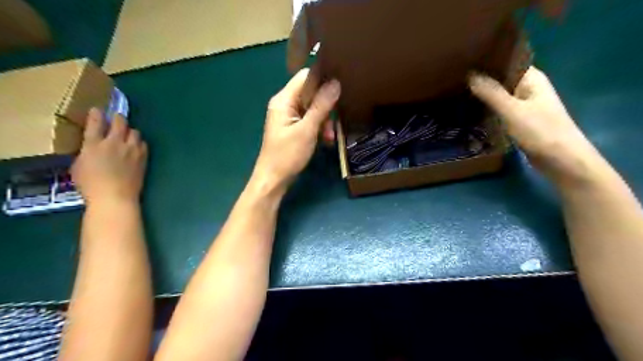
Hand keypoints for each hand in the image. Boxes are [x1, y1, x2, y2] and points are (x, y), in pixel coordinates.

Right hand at [70, 109, 147, 205]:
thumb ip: (87, 152)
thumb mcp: (79, 166)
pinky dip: (139, 143)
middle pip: (120, 122)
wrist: (115, 196)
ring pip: (135, 132)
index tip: (97, 110)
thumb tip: (92, 147)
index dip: (97, 114)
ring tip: (127, 136)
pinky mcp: (143, 157)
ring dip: (130, 132)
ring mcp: (131, 149)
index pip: (96, 123)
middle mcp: (114, 143)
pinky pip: (143, 144)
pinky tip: (136, 147)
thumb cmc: (91, 185)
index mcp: (94, 144)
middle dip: (118, 118)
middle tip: (116, 120)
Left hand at [252, 69, 341, 192]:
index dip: (323, 79)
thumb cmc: (287, 155)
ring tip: (330, 136)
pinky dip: (319, 128)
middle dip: (326, 106)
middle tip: (334, 122)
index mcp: (284, 99)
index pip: (306, 76)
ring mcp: (289, 116)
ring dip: (325, 120)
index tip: (341, 88)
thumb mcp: (307, 130)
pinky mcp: (294, 127)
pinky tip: (326, 140)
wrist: (273, 179)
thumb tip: (335, 82)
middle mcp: (286, 104)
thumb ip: (321, 106)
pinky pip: (310, 120)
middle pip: (312, 93)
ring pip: (314, 108)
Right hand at [470, 65, 600, 183]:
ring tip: (458, 91)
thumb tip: (470, 74)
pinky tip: (471, 110)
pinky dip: (488, 109)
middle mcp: (528, 88)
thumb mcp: (512, 110)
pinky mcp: (519, 120)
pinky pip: (500, 109)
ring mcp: (524, 105)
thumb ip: (491, 93)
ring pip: (499, 95)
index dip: (489, 59)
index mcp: (531, 78)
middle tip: (455, 77)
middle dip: (481, 78)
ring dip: (483, 95)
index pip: (508, 61)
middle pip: (502, 78)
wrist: (560, 160)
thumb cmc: (540, 131)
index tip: (466, 59)